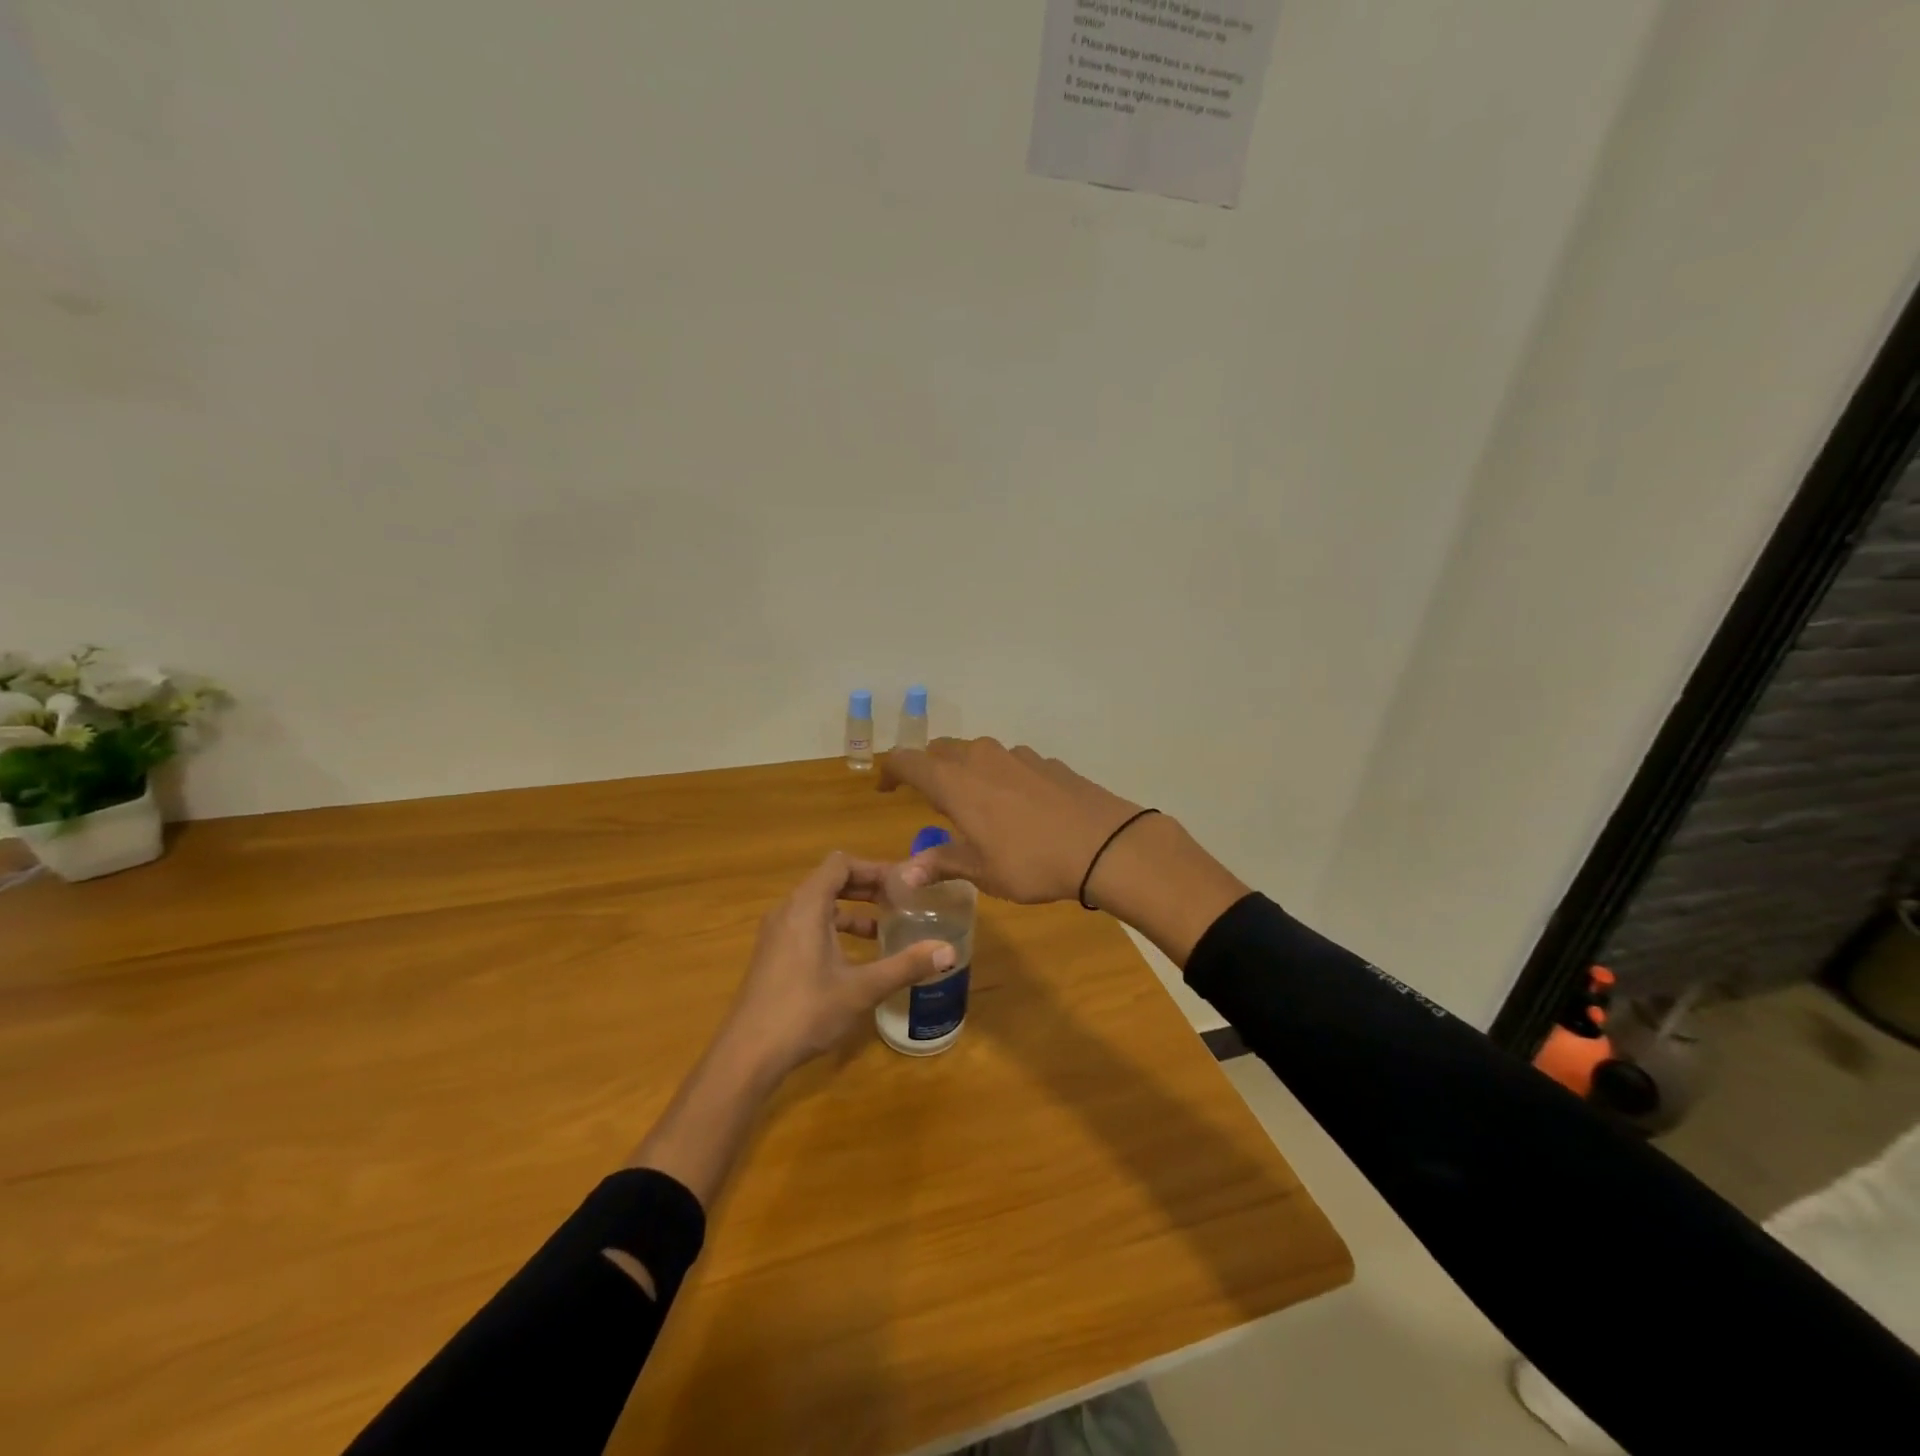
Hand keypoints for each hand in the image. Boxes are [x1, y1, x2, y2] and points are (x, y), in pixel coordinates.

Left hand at [721, 851, 954, 1078]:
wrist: (748, 1054)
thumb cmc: (806, 1011)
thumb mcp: (862, 988)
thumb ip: (906, 965)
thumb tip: (949, 952)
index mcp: (806, 906)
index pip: (840, 864)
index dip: (873, 868)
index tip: (902, 883)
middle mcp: (788, 910)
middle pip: (829, 880)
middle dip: (865, 887)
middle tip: (900, 900)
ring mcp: (776, 933)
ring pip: (818, 904)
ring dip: (850, 908)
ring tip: (884, 927)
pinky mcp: (773, 954)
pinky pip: (807, 924)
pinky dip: (833, 927)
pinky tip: (854, 955)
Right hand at [878, 737, 1145, 903]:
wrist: (1104, 844)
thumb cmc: (1031, 861)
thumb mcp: (981, 871)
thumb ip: (941, 863)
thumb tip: (904, 874)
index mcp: (955, 782)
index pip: (907, 761)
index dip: (890, 771)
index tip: (885, 789)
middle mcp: (981, 758)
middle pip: (941, 750)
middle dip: (928, 769)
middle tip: (930, 798)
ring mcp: (1017, 755)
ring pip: (977, 753)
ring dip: (966, 771)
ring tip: (974, 804)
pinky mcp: (1046, 762)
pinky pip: (1009, 762)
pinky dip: (999, 776)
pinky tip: (1016, 805)